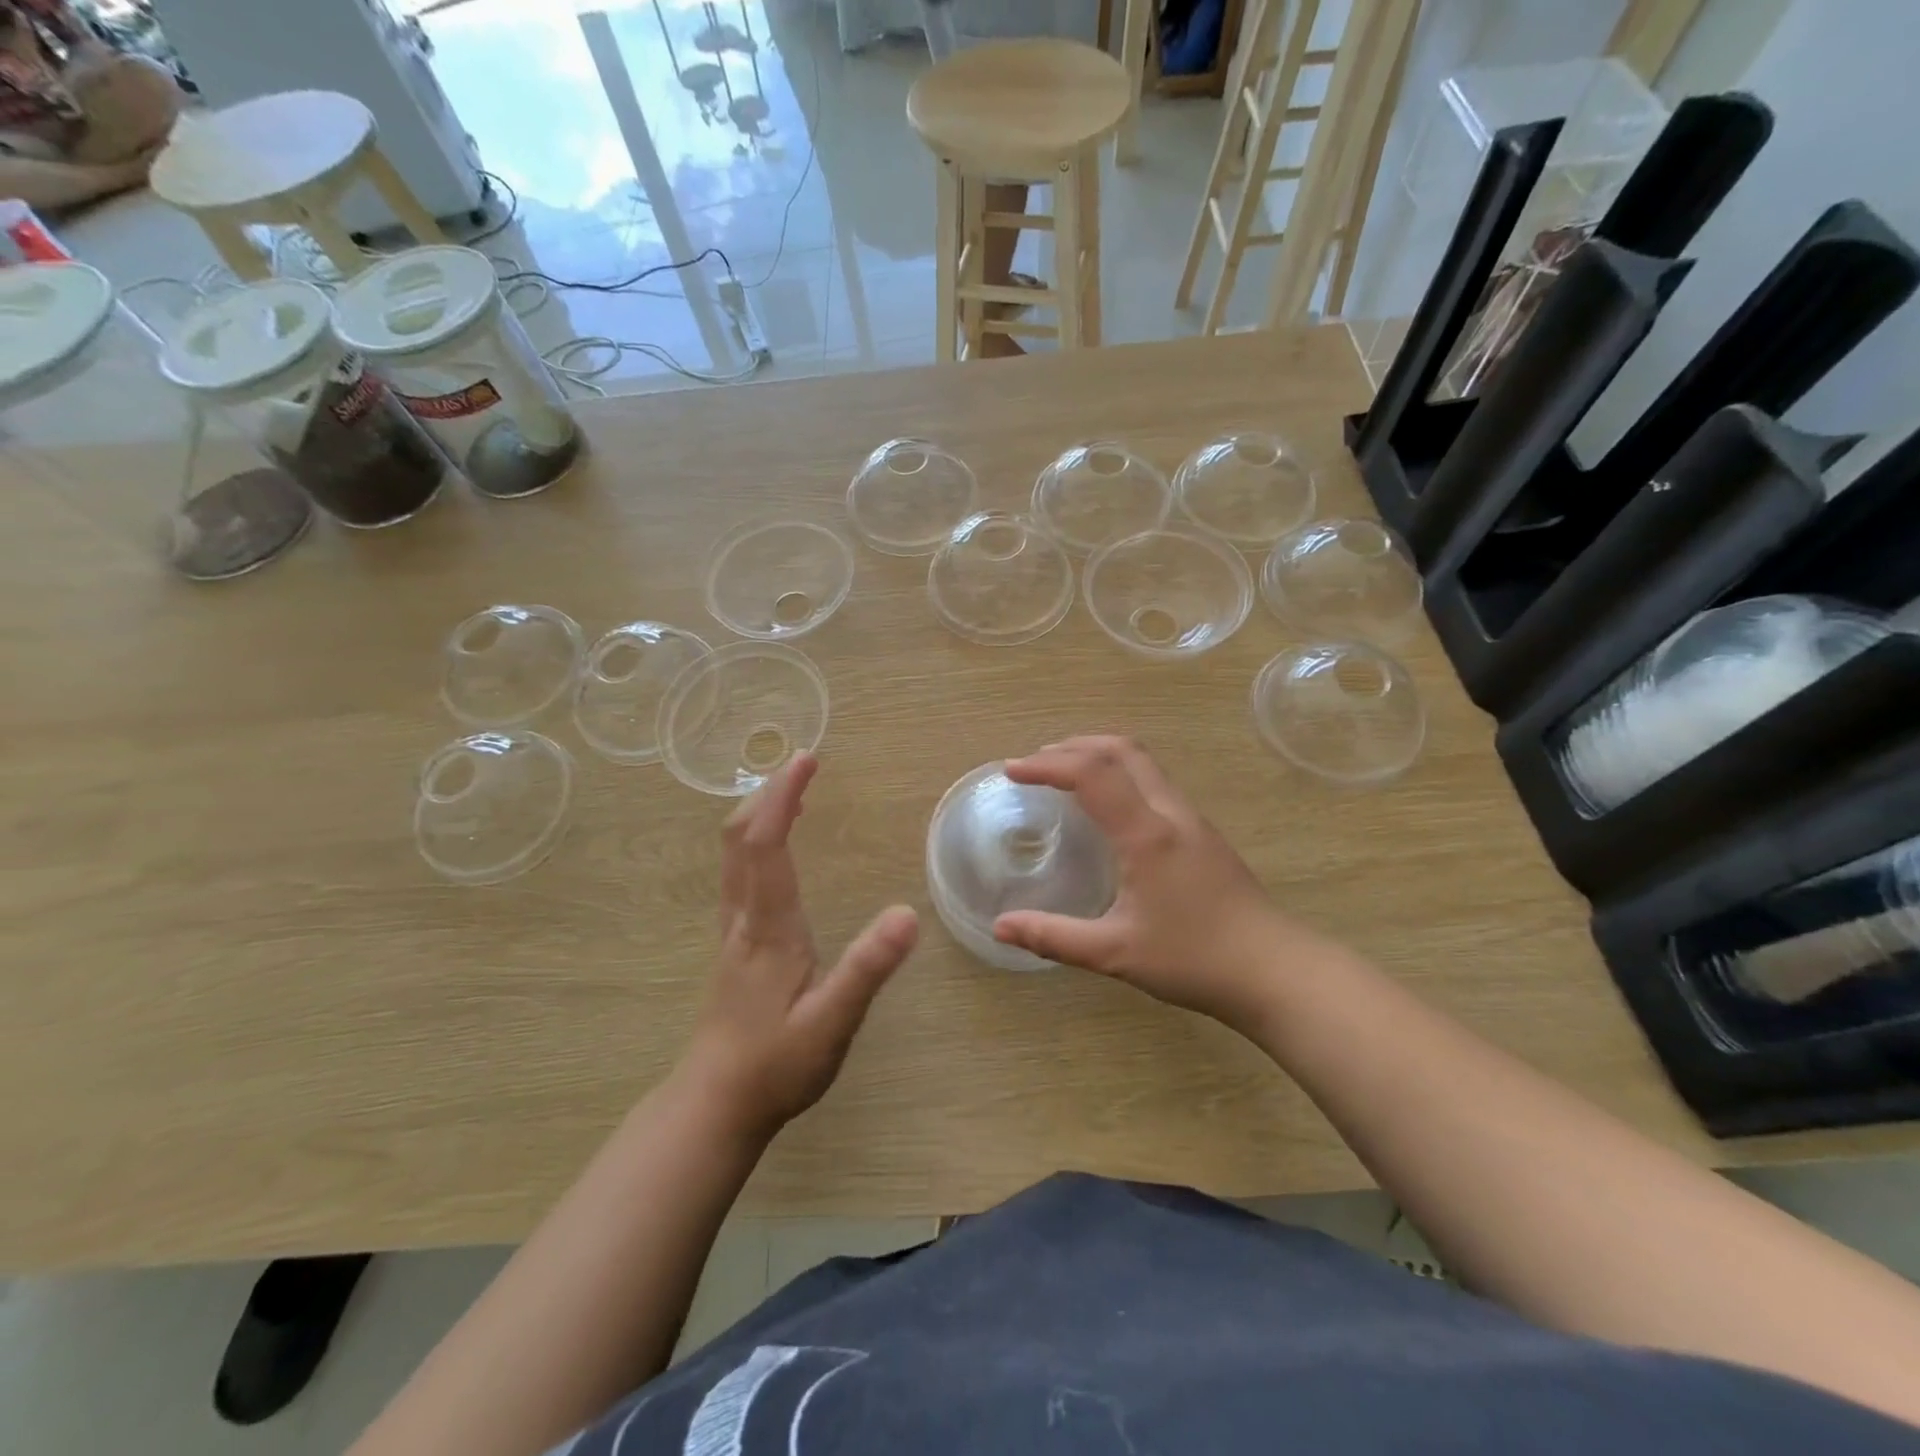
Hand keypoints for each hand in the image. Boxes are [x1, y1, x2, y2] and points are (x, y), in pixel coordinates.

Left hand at [680, 754, 917, 1139]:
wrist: (715, 1105)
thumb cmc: (776, 1065)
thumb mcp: (833, 1022)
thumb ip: (868, 968)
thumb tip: (906, 914)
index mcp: (769, 927)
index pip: (767, 844)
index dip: (782, 796)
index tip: (807, 760)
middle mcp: (743, 918)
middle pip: (739, 838)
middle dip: (768, 794)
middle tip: (802, 766)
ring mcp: (733, 931)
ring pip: (734, 856)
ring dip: (760, 815)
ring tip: (793, 794)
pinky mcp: (734, 945)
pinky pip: (739, 874)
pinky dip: (757, 843)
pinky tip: (778, 851)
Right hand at [991, 736, 1314, 1032]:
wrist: (1276, 971)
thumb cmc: (1194, 959)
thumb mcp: (1115, 953)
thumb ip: (1053, 937)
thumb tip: (1000, 927)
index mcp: (1146, 833)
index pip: (1091, 775)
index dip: (1047, 765)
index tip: (1012, 771)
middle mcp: (1170, 813)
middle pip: (1123, 750)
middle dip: (1075, 746)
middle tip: (1037, 762)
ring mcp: (1192, 820)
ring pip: (1144, 763)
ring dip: (1101, 756)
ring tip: (1067, 774)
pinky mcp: (1204, 835)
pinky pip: (1156, 783)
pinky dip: (1122, 775)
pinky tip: (1110, 808)